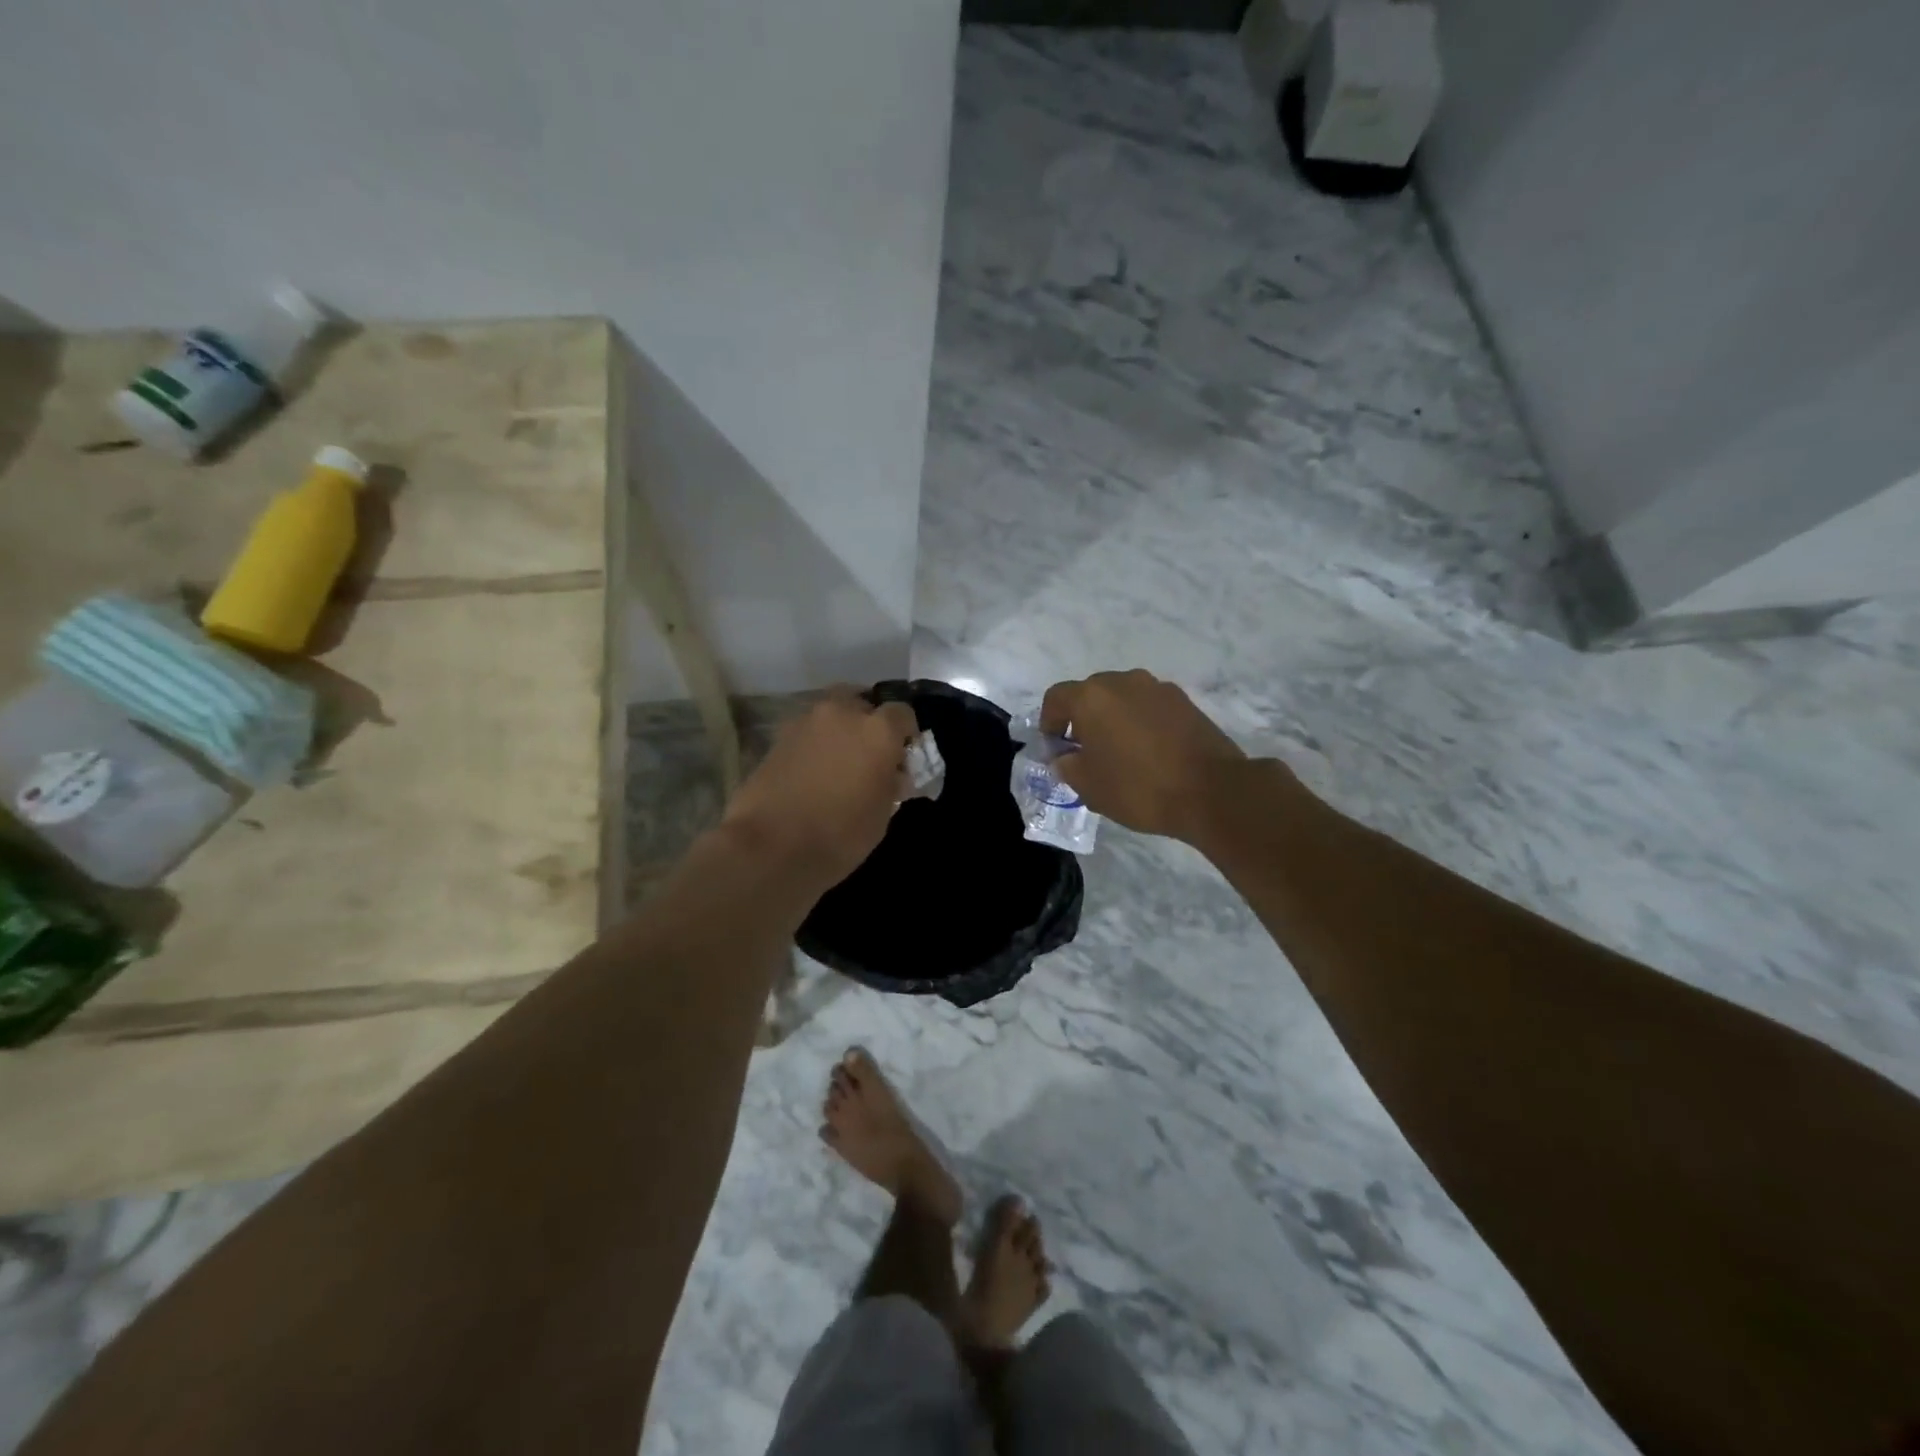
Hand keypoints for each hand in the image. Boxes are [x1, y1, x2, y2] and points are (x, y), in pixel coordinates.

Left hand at [721, 689, 918, 885]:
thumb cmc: (840, 834)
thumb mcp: (882, 814)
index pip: (902, 713)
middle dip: (868, 720)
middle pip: (861, 700)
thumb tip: (892, 773)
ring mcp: (805, 722)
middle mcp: (842, 714)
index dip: (907, 733)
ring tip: (839, 763)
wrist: (770, 847)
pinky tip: (813, 772)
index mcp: (877, 730)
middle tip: (870, 752)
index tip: (904, 756)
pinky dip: (815, 744)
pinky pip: (807, 732)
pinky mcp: (777, 738)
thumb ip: (891, 783)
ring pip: (830, 713)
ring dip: (839, 730)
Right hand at [1040, 670, 1250, 844]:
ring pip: (1122, 698)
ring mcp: (1157, 688)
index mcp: (1091, 697)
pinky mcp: (1184, 701)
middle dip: (1082, 718)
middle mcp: (1122, 681)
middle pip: (1090, 693)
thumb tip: (1065, 756)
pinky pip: (1149, 706)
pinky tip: (1149, 751)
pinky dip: (1141, 722)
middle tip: (1086, 751)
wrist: (1211, 791)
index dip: (1049, 722)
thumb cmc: (1138, 788)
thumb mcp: (1088, 786)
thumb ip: (1066, 765)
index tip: (1056, 748)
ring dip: (1114, 718)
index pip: (1056, 698)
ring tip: (1120, 752)